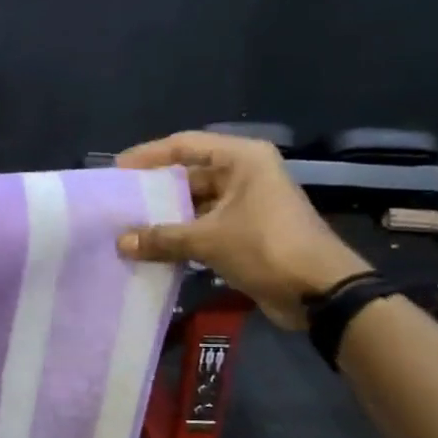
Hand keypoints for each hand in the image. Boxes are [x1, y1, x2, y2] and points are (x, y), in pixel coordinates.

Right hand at [115, 132, 368, 328]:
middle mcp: (245, 175)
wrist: (319, 291)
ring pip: (196, 204)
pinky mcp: (247, 232)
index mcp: (242, 159)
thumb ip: (162, 238)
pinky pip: (205, 227)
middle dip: (155, 191)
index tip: (117, 169)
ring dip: (166, 218)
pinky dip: (181, 236)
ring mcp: (247, 204)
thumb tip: (120, 243)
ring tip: (128, 228)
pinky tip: (153, 249)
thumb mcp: (208, 240)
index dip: (148, 155)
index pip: (185, 145)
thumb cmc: (266, 248)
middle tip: (118, 203)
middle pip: (189, 174)